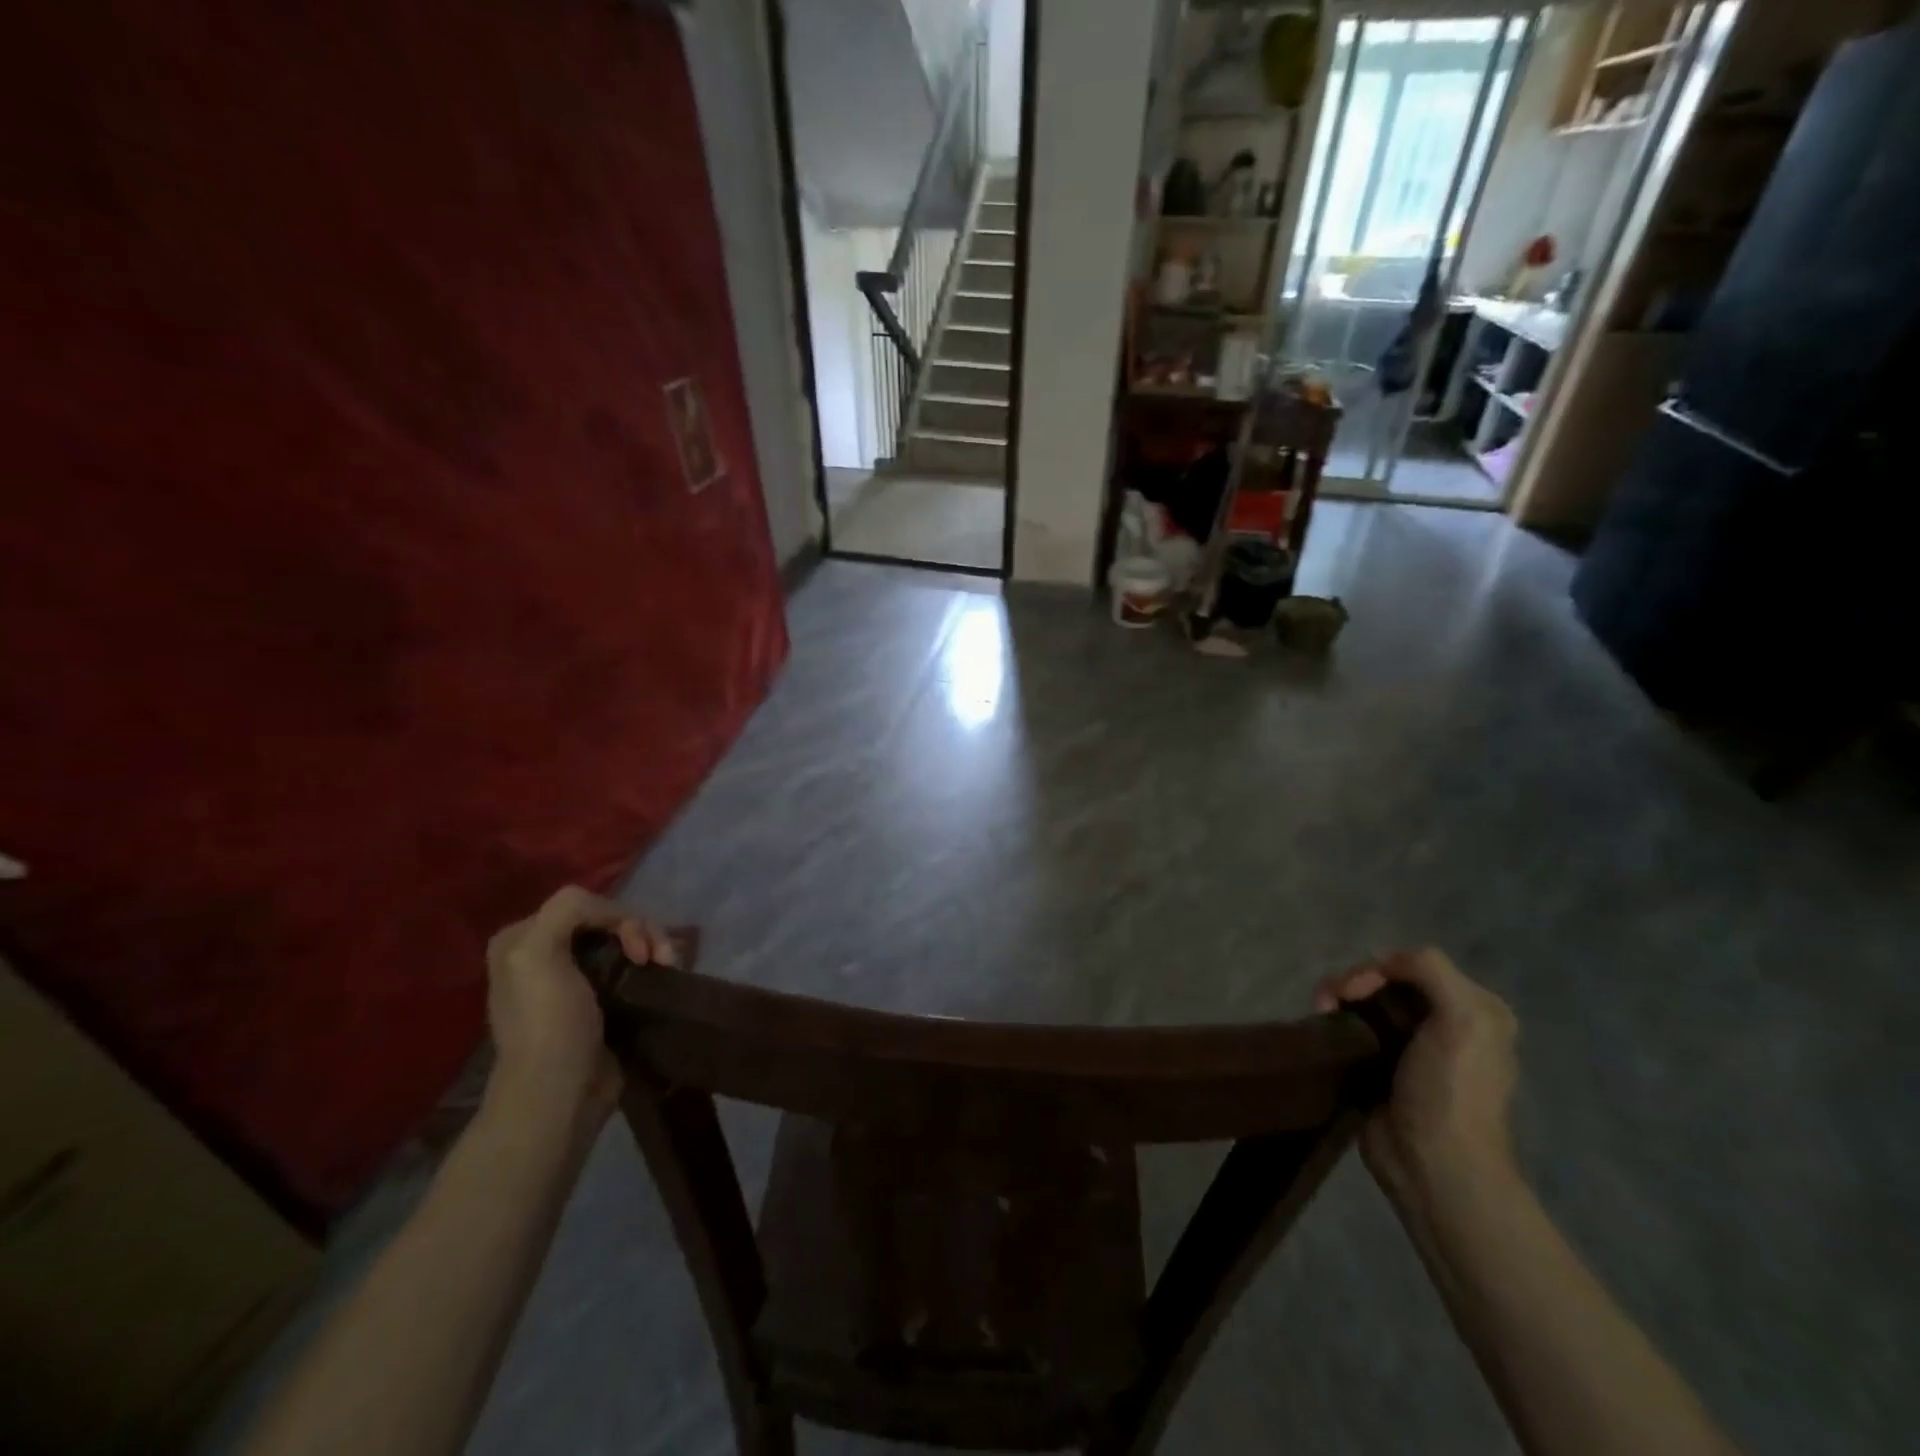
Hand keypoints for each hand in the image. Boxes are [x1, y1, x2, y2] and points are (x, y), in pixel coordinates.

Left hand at [483, 886, 676, 1130]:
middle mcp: (550, 952)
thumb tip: (619, 915)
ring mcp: (581, 977)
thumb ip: (568, 910)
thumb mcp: (535, 953)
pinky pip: (639, 965)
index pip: (587, 903)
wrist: (560, 1094)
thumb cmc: (548, 1024)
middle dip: (643, 932)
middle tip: (660, 960)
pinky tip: (668, 974)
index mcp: (525, 938)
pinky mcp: (608, 1000)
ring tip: (670, 968)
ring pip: (630, 940)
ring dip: (657, 946)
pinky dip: (658, 965)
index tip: (637, 949)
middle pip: (612, 920)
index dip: (619, 917)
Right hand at [1316, 948, 1519, 1210]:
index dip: (1379, 968)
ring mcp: (1409, 1044)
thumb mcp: (1465, 1018)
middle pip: (1386, 979)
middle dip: (1352, 981)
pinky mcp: (1378, 1063)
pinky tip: (1322, 1025)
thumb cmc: (1451, 1090)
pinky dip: (1334, 1019)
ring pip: (1365, 999)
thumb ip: (1430, 970)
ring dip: (1337, 996)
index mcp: (1474, 1008)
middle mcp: (1445, 1021)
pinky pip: (1353, 1025)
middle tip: (1328, 1000)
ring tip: (1320, 1012)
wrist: (1433, 1164)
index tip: (1355, 990)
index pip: (1414, 964)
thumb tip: (1379, 966)